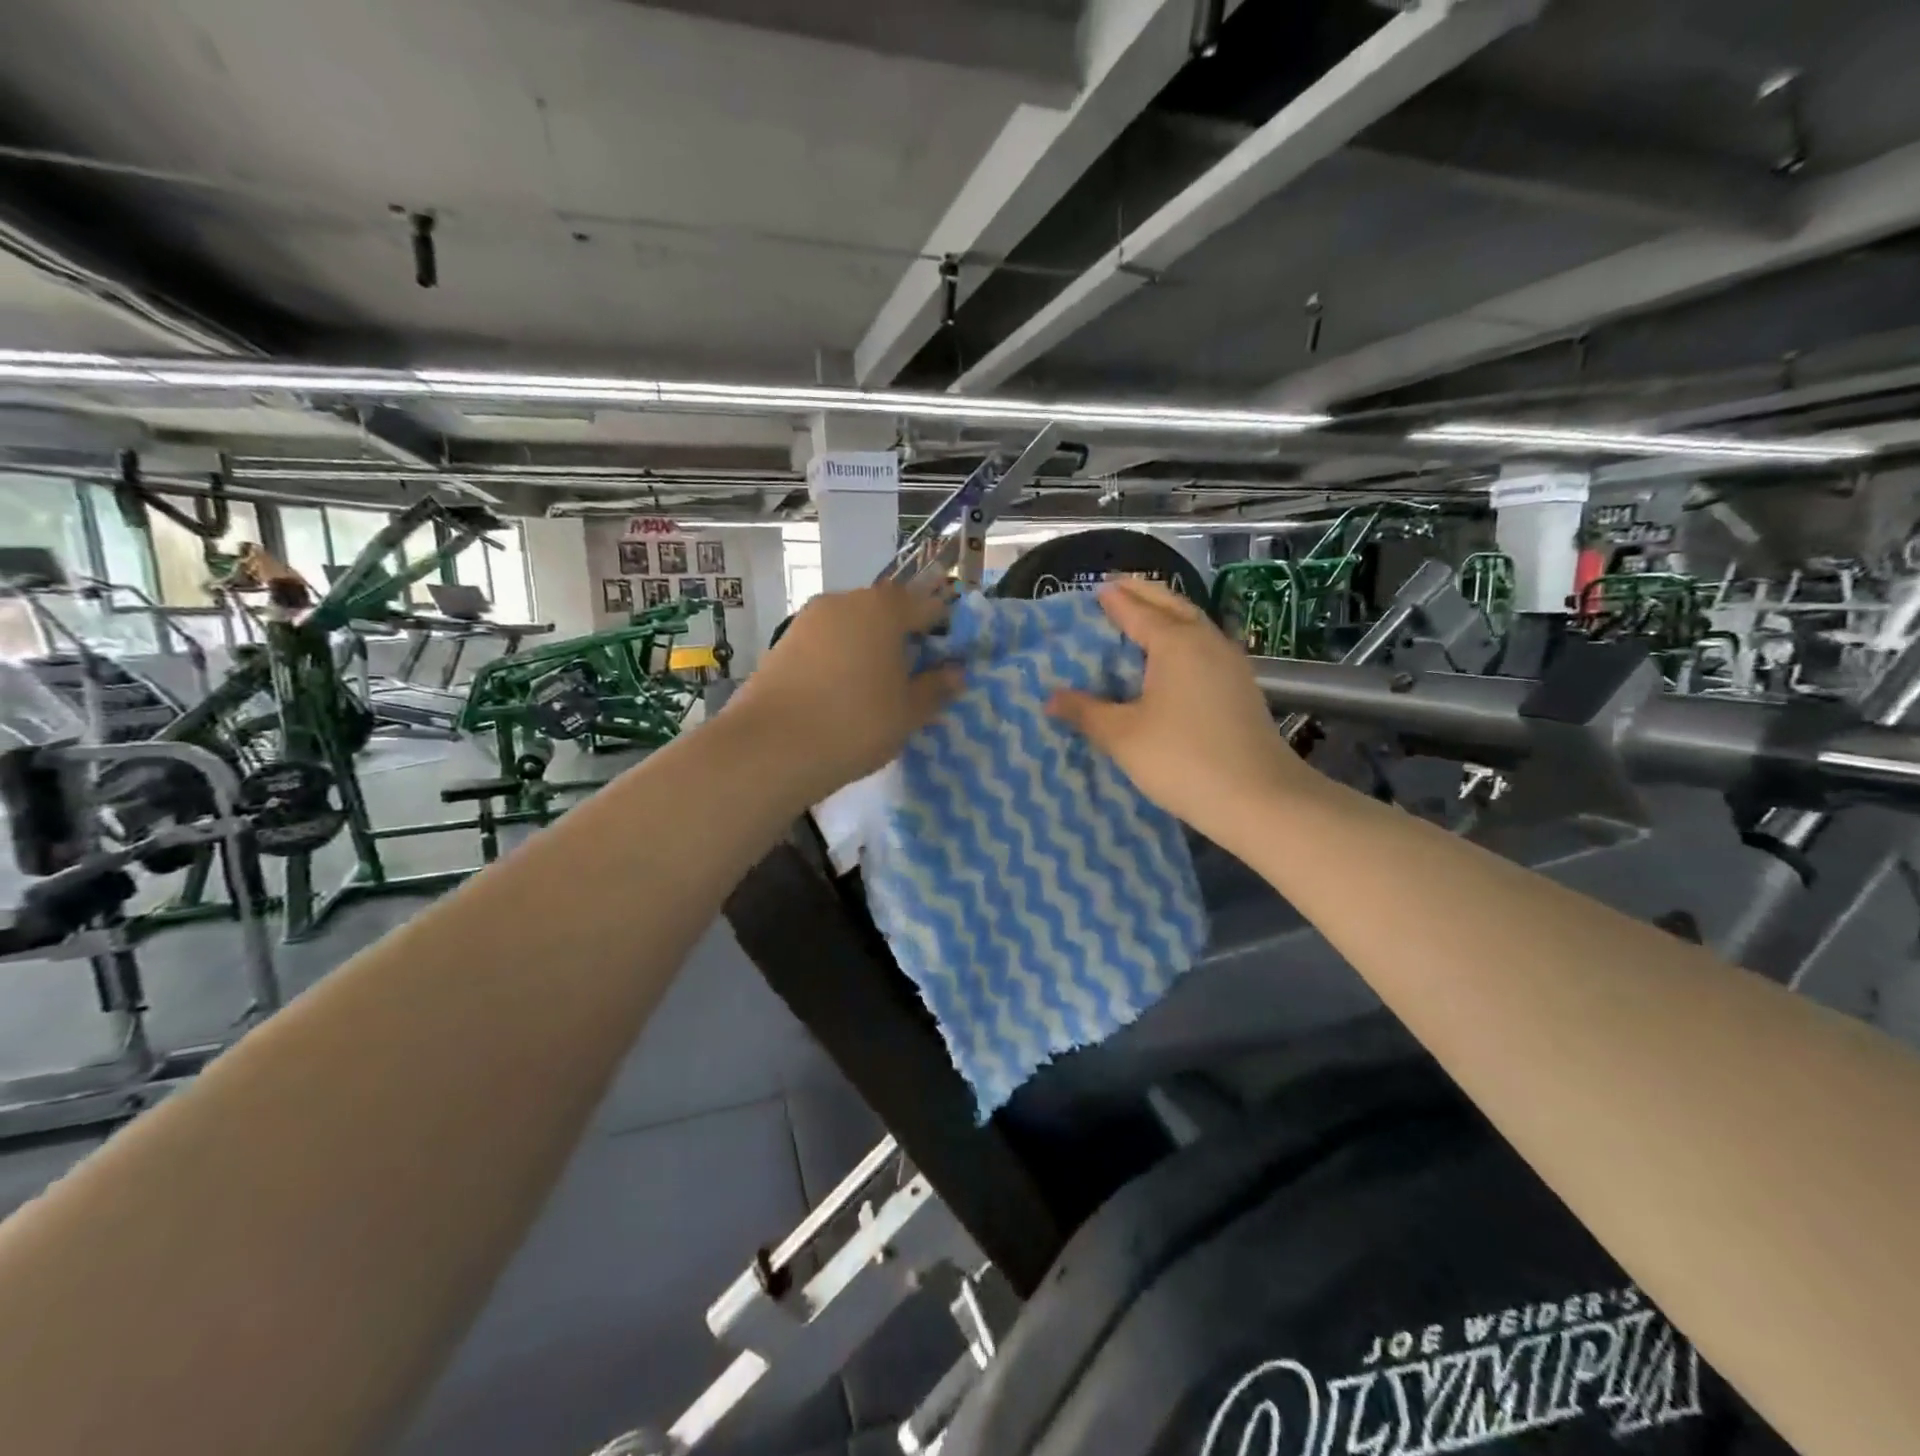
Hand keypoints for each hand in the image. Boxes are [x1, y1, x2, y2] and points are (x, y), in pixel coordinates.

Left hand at [730, 583, 961, 803]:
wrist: (769, 748)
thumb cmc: (855, 723)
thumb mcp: (908, 712)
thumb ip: (936, 687)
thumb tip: (956, 672)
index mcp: (883, 607)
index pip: (929, 606)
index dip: (945, 632)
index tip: (949, 663)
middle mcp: (845, 600)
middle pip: (888, 611)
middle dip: (905, 639)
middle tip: (914, 680)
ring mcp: (808, 619)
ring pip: (854, 627)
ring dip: (870, 649)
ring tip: (877, 691)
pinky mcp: (783, 642)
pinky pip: (827, 643)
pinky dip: (841, 660)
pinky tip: (842, 695)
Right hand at [1047, 576, 1315, 840]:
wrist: (1260, 799)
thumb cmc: (1183, 760)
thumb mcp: (1123, 736)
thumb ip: (1086, 712)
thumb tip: (1051, 698)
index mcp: (1176, 642)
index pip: (1137, 610)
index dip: (1114, 600)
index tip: (1096, 590)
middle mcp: (1206, 642)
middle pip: (1171, 605)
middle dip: (1143, 593)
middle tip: (1117, 588)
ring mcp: (1230, 663)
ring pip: (1193, 624)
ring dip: (1166, 614)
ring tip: (1141, 617)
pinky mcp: (1240, 687)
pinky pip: (1204, 647)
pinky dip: (1181, 639)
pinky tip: (1172, 659)